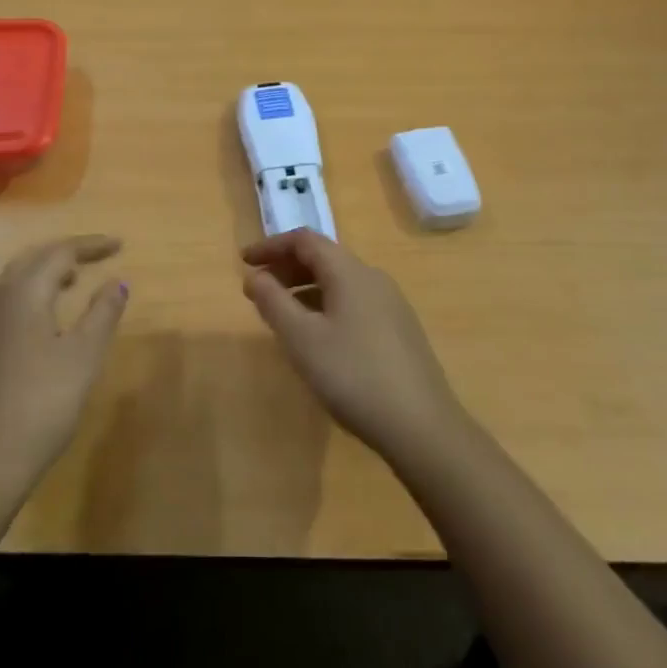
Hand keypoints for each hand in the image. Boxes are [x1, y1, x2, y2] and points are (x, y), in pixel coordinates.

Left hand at [0, 235, 127, 513]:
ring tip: (69, 287)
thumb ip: (102, 313)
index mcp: (20, 294)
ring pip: (10, 286)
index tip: (119, 245)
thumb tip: (117, 281)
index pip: (60, 253)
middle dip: (63, 255)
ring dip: (42, 278)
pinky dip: (24, 303)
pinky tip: (37, 329)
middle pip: (30, 261)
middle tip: (93, 259)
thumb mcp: (83, 358)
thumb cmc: (39, 407)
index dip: (91, 246)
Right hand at [241, 230, 463, 462]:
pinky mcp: (399, 331)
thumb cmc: (354, 375)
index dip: (271, 246)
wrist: (422, 427)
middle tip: (257, 289)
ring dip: (305, 289)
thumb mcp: (302, 339)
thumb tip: (255, 276)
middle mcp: (373, 278)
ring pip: (339, 283)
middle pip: (324, 258)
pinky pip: (353, 303)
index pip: (305, 240)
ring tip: (281, 314)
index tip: (243, 262)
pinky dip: (325, 306)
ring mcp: (390, 305)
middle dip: (286, 268)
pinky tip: (317, 338)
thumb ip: (273, 302)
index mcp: (350, 272)